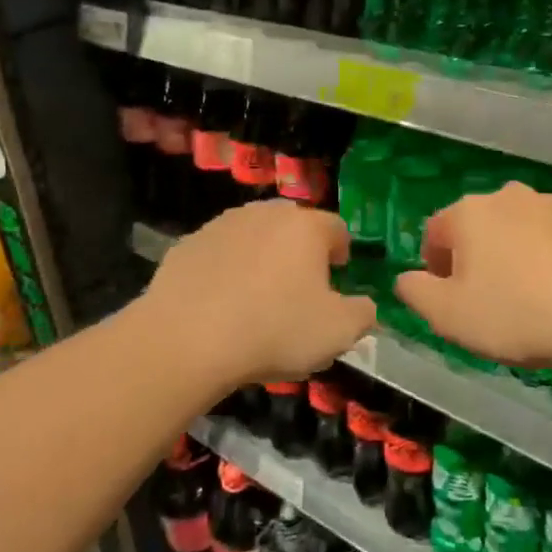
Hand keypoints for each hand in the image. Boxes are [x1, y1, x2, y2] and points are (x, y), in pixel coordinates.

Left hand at [139, 200, 376, 385]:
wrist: (187, 338)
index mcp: (305, 227)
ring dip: (262, 259)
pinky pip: (219, 254)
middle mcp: (264, 213)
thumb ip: (363, 313)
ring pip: (253, 237)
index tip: (337, 278)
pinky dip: (226, 271)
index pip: (337, 228)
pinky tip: (220, 304)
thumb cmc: (274, 330)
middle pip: (293, 227)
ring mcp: (221, 225)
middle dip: (300, 252)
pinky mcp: (187, 244)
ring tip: (257, 299)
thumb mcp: (338, 332)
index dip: (342, 253)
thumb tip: (364, 305)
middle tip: (299, 290)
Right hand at [395, 182, 551, 371]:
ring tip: (528, 300)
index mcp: (468, 213)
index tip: (449, 299)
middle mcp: (508, 197)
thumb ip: (415, 292)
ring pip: (516, 232)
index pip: (434, 233)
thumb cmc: (516, 313)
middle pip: (477, 228)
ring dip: (512, 258)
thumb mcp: (447, 315)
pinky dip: (548, 261)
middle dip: (475, 260)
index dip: (434, 267)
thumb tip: (406, 278)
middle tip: (486, 301)